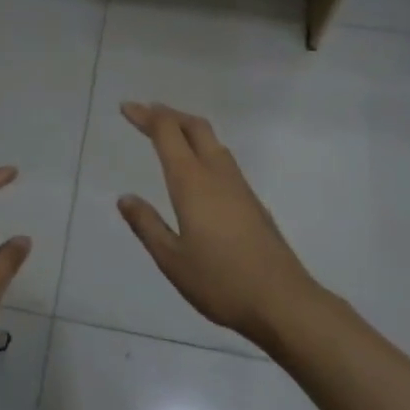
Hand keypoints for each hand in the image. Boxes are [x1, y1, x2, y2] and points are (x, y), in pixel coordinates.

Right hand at [117, 103, 315, 344]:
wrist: (283, 302)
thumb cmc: (221, 281)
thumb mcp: (172, 259)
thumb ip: (147, 225)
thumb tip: (125, 198)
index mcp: (192, 182)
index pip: (167, 133)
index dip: (146, 116)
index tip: (126, 107)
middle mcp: (217, 174)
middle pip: (194, 127)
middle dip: (169, 114)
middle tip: (145, 112)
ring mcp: (239, 186)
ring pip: (212, 141)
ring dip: (187, 128)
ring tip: (168, 132)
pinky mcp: (252, 201)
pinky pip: (223, 159)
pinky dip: (202, 148)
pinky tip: (197, 169)